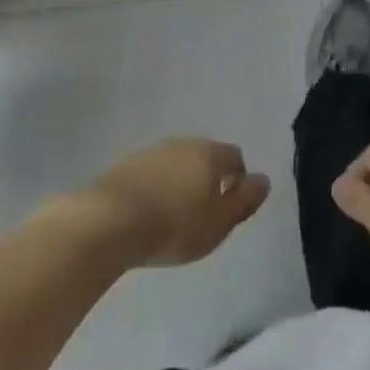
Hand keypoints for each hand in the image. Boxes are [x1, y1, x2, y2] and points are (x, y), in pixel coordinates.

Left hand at [86, 139, 271, 266]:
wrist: (107, 223)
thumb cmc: (173, 226)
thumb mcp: (219, 223)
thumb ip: (245, 201)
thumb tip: (263, 180)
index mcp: (209, 154)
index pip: (235, 158)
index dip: (238, 181)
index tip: (230, 208)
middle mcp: (182, 144)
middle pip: (204, 157)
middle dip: (208, 179)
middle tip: (203, 213)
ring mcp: (150, 152)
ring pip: (176, 164)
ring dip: (179, 183)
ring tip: (172, 215)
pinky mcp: (123, 166)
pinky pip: (150, 174)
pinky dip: (155, 188)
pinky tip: (147, 213)